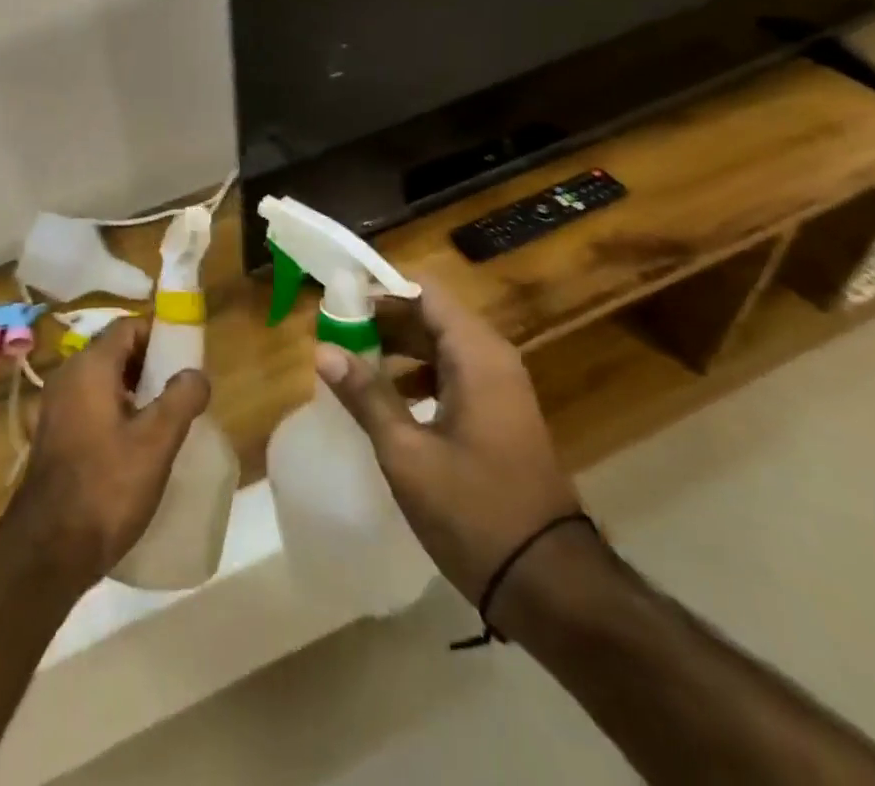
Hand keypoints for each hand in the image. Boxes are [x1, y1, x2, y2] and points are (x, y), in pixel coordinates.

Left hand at [2, 317, 209, 591]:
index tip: (188, 356)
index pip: (129, 326)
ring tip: (167, 417)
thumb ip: (181, 399)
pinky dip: (116, 409)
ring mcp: (57, 405)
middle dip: (151, 364)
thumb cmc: (106, 487)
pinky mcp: (55, 433)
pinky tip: (138, 443)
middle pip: (116, 350)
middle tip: (182, 390)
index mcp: (90, 366)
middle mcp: (68, 375)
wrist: (48, 550)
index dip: (160, 334)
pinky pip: (91, 403)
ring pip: (104, 379)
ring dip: (135, 389)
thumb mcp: (156, 442)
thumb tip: (196, 373)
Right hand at [313, 284, 578, 603]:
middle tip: (335, 332)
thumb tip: (323, 349)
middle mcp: (492, 359)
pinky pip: (452, 373)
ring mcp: (500, 388)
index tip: (339, 300)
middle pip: (431, 315)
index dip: (381, 290)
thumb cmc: (475, 510)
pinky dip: (417, 374)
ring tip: (351, 361)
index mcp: (476, 355)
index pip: (424, 292)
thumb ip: (366, 395)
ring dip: (397, 347)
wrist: (551, 585)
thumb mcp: (407, 454)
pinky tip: (385, 399)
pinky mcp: (499, 415)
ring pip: (440, 345)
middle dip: (382, 320)